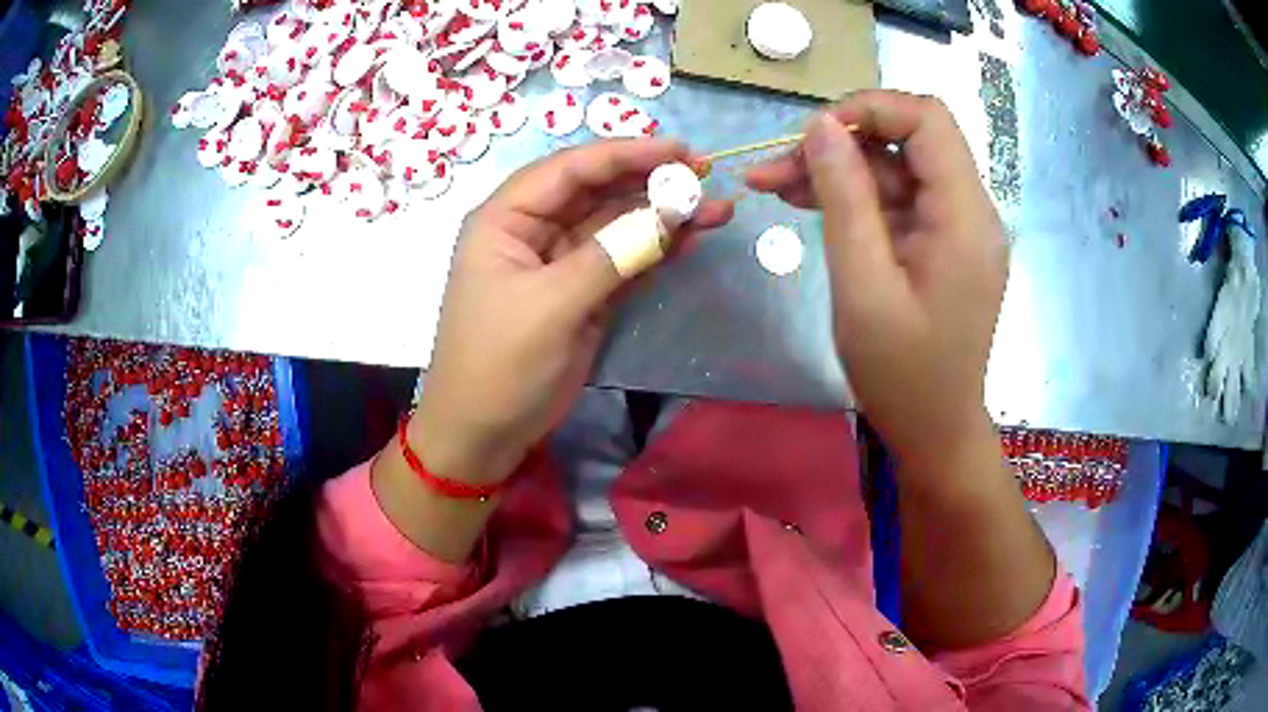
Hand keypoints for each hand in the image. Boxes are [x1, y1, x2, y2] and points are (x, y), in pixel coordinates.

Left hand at [413, 139, 732, 483]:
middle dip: (651, 182)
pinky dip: (657, 249)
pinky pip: (624, 259)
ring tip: (717, 209)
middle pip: (597, 191)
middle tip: (707, 177)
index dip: (626, 153)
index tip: (681, 151)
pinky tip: (692, 237)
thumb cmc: (499, 364)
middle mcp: (532, 229)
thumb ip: (612, 255)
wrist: (485, 433)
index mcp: (506, 218)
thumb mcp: (551, 306)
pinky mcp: (583, 292)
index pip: (570, 168)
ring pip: (616, 224)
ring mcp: (561, 262)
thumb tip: (672, 213)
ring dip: (663, 216)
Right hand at [747, 91, 1007, 463]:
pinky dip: (854, 198)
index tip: (812, 135)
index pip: (927, 119)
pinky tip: (806, 203)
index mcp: (964, 216)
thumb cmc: (902, 374)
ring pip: (895, 169)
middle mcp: (970, 210)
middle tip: (775, 168)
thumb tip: (820, 126)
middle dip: (840, 143)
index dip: (869, 109)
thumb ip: (844, 198)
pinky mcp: (942, 244)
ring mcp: (957, 227)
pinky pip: (898, 202)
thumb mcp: (862, 286)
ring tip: (772, 186)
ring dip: (837, 171)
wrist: (935, 431)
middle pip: (907, 140)